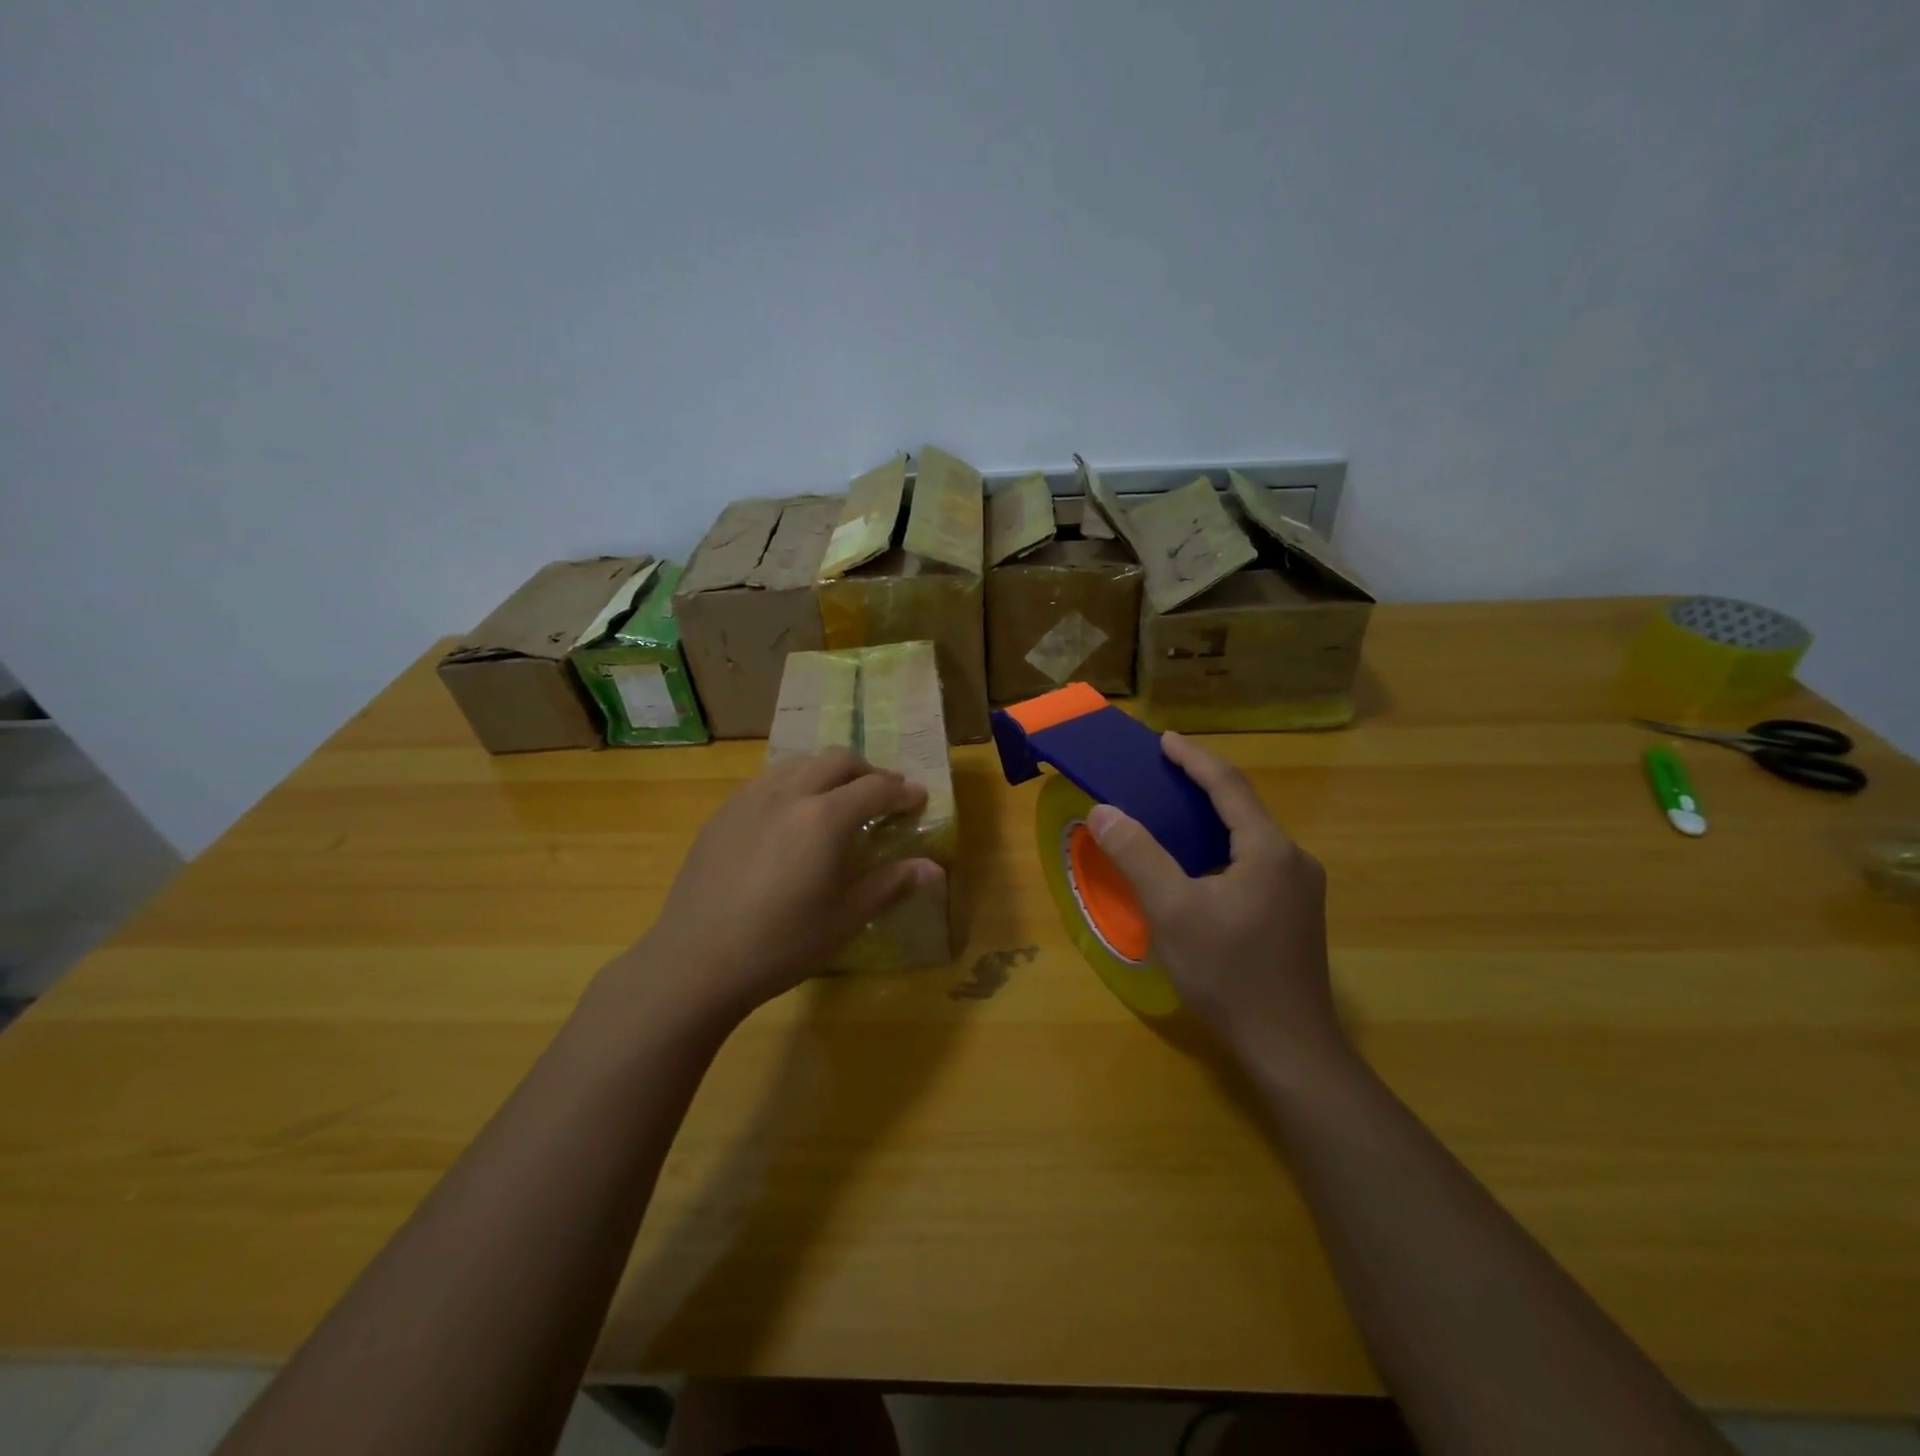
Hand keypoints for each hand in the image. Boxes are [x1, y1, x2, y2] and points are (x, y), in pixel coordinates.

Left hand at [622, 749, 941, 1025]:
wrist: (695, 961)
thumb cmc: (782, 944)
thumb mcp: (845, 918)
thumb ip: (891, 884)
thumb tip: (935, 869)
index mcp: (824, 817)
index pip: (875, 788)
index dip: (902, 792)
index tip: (919, 799)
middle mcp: (788, 793)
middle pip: (837, 760)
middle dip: (868, 772)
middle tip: (883, 796)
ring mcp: (750, 798)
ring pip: (800, 763)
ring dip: (829, 772)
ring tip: (839, 800)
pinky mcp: (723, 813)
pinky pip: (768, 780)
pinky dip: (794, 784)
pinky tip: (791, 817)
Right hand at [1087, 733, 1340, 1063]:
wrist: (1289, 1047)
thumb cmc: (1228, 973)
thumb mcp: (1172, 911)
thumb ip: (1138, 855)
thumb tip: (1103, 810)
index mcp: (1269, 850)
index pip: (1228, 786)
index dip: (1194, 759)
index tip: (1164, 740)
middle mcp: (1294, 860)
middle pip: (1244, 807)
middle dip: (1203, 784)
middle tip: (1163, 773)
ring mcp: (1301, 889)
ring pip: (1251, 837)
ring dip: (1213, 818)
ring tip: (1174, 812)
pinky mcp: (1298, 914)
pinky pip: (1256, 862)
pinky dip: (1223, 847)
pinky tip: (1200, 865)